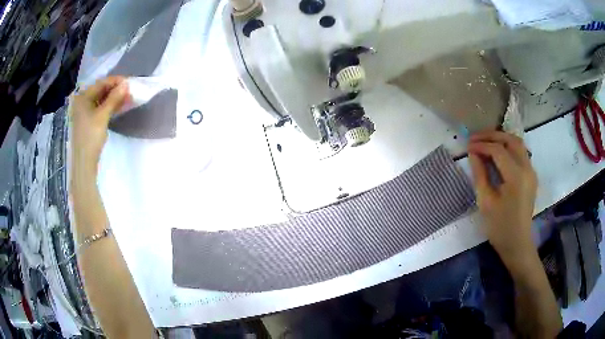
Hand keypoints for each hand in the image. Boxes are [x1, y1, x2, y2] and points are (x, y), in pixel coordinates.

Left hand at [71, 76, 129, 175]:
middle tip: (131, 91)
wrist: (84, 162)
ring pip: (103, 100)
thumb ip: (114, 98)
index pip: (102, 83)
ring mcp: (86, 111)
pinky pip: (102, 108)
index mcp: (83, 97)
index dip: (116, 81)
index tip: (130, 83)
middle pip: (102, 90)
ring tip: (129, 99)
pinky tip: (121, 106)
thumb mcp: (103, 116)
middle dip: (116, 90)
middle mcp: (83, 101)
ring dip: (115, 99)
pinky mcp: (89, 120)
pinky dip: (111, 107)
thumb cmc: (91, 137)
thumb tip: (126, 84)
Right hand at [468, 131, 537, 267]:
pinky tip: (498, 152)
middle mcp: (527, 169)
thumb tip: (473, 153)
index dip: (482, 145)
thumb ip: (480, 174)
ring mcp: (531, 171)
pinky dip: (508, 147)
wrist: (517, 243)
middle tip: (475, 138)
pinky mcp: (531, 175)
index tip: (467, 146)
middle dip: (492, 135)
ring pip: (518, 143)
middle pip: (511, 140)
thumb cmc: (500, 227)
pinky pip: (521, 153)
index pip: (498, 150)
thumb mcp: (486, 202)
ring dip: (501, 138)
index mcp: (516, 177)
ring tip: (485, 141)